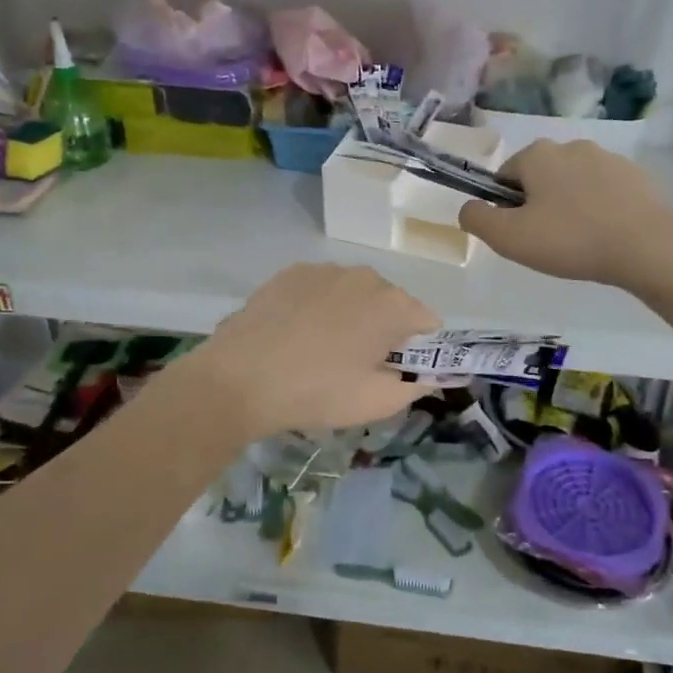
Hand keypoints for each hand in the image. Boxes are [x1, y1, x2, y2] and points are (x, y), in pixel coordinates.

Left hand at [180, 264, 441, 438]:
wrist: (240, 378)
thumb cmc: (317, 392)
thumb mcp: (377, 402)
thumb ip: (416, 386)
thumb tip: (432, 376)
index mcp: (393, 304)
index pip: (428, 322)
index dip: (418, 349)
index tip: (394, 371)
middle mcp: (365, 276)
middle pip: (391, 304)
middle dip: (383, 330)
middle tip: (356, 366)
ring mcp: (324, 270)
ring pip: (354, 294)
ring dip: (350, 316)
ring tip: (321, 351)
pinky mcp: (290, 273)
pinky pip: (321, 290)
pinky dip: (318, 308)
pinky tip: (295, 335)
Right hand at [458, 140, 672, 288]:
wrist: (647, 246)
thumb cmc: (570, 239)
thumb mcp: (509, 238)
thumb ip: (477, 220)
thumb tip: (468, 208)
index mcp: (537, 154)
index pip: (504, 176)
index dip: (505, 207)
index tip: (519, 234)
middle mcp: (570, 146)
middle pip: (539, 178)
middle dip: (538, 205)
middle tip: (547, 242)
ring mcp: (607, 158)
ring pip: (572, 184)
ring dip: (569, 207)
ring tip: (579, 242)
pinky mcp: (636, 176)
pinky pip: (603, 192)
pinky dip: (598, 210)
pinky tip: (605, 237)